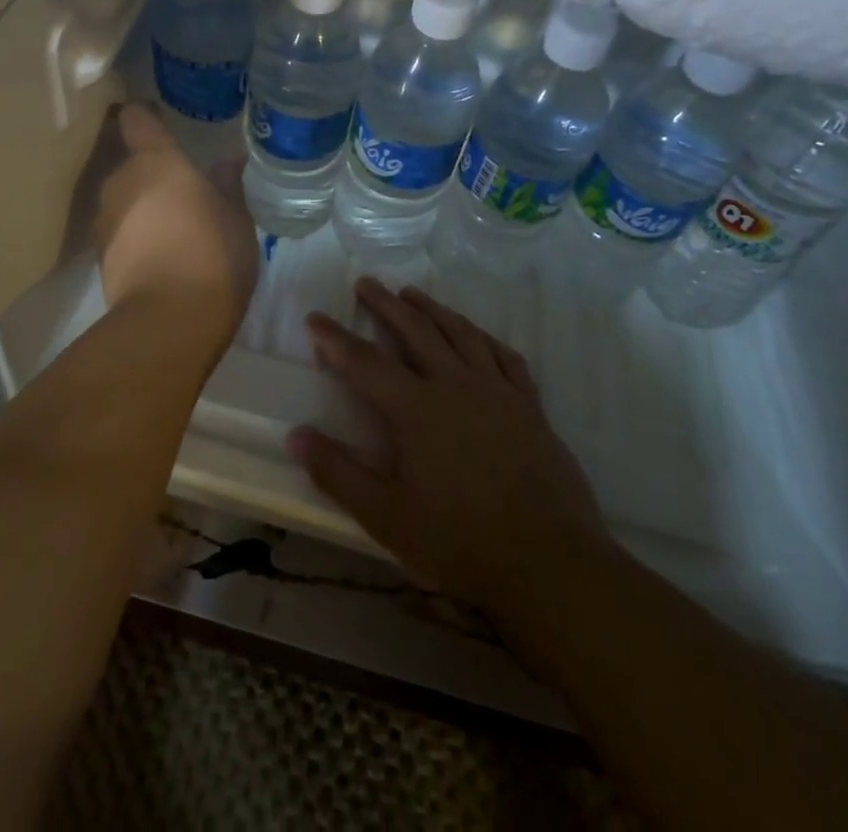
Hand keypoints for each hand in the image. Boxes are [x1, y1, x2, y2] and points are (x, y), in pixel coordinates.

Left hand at [93, 104, 258, 330]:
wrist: (168, 321)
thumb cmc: (211, 255)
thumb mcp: (236, 218)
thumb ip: (228, 184)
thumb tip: (228, 161)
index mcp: (156, 161)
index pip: (136, 118)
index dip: (146, 116)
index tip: (161, 120)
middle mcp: (121, 181)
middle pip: (131, 163)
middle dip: (153, 173)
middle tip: (184, 190)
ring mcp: (104, 219)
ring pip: (124, 199)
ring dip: (143, 206)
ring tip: (173, 228)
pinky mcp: (99, 255)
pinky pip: (119, 231)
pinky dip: (135, 235)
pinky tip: (160, 256)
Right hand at [289, 279, 613, 617]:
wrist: (550, 565)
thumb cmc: (460, 542)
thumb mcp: (386, 517)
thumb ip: (338, 473)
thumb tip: (296, 435)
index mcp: (415, 409)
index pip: (364, 362)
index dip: (335, 338)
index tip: (315, 317)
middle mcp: (455, 386)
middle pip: (415, 331)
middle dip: (385, 304)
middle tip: (366, 282)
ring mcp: (497, 392)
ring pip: (460, 334)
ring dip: (432, 309)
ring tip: (412, 293)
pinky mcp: (530, 407)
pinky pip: (506, 357)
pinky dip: (484, 337)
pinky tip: (476, 333)